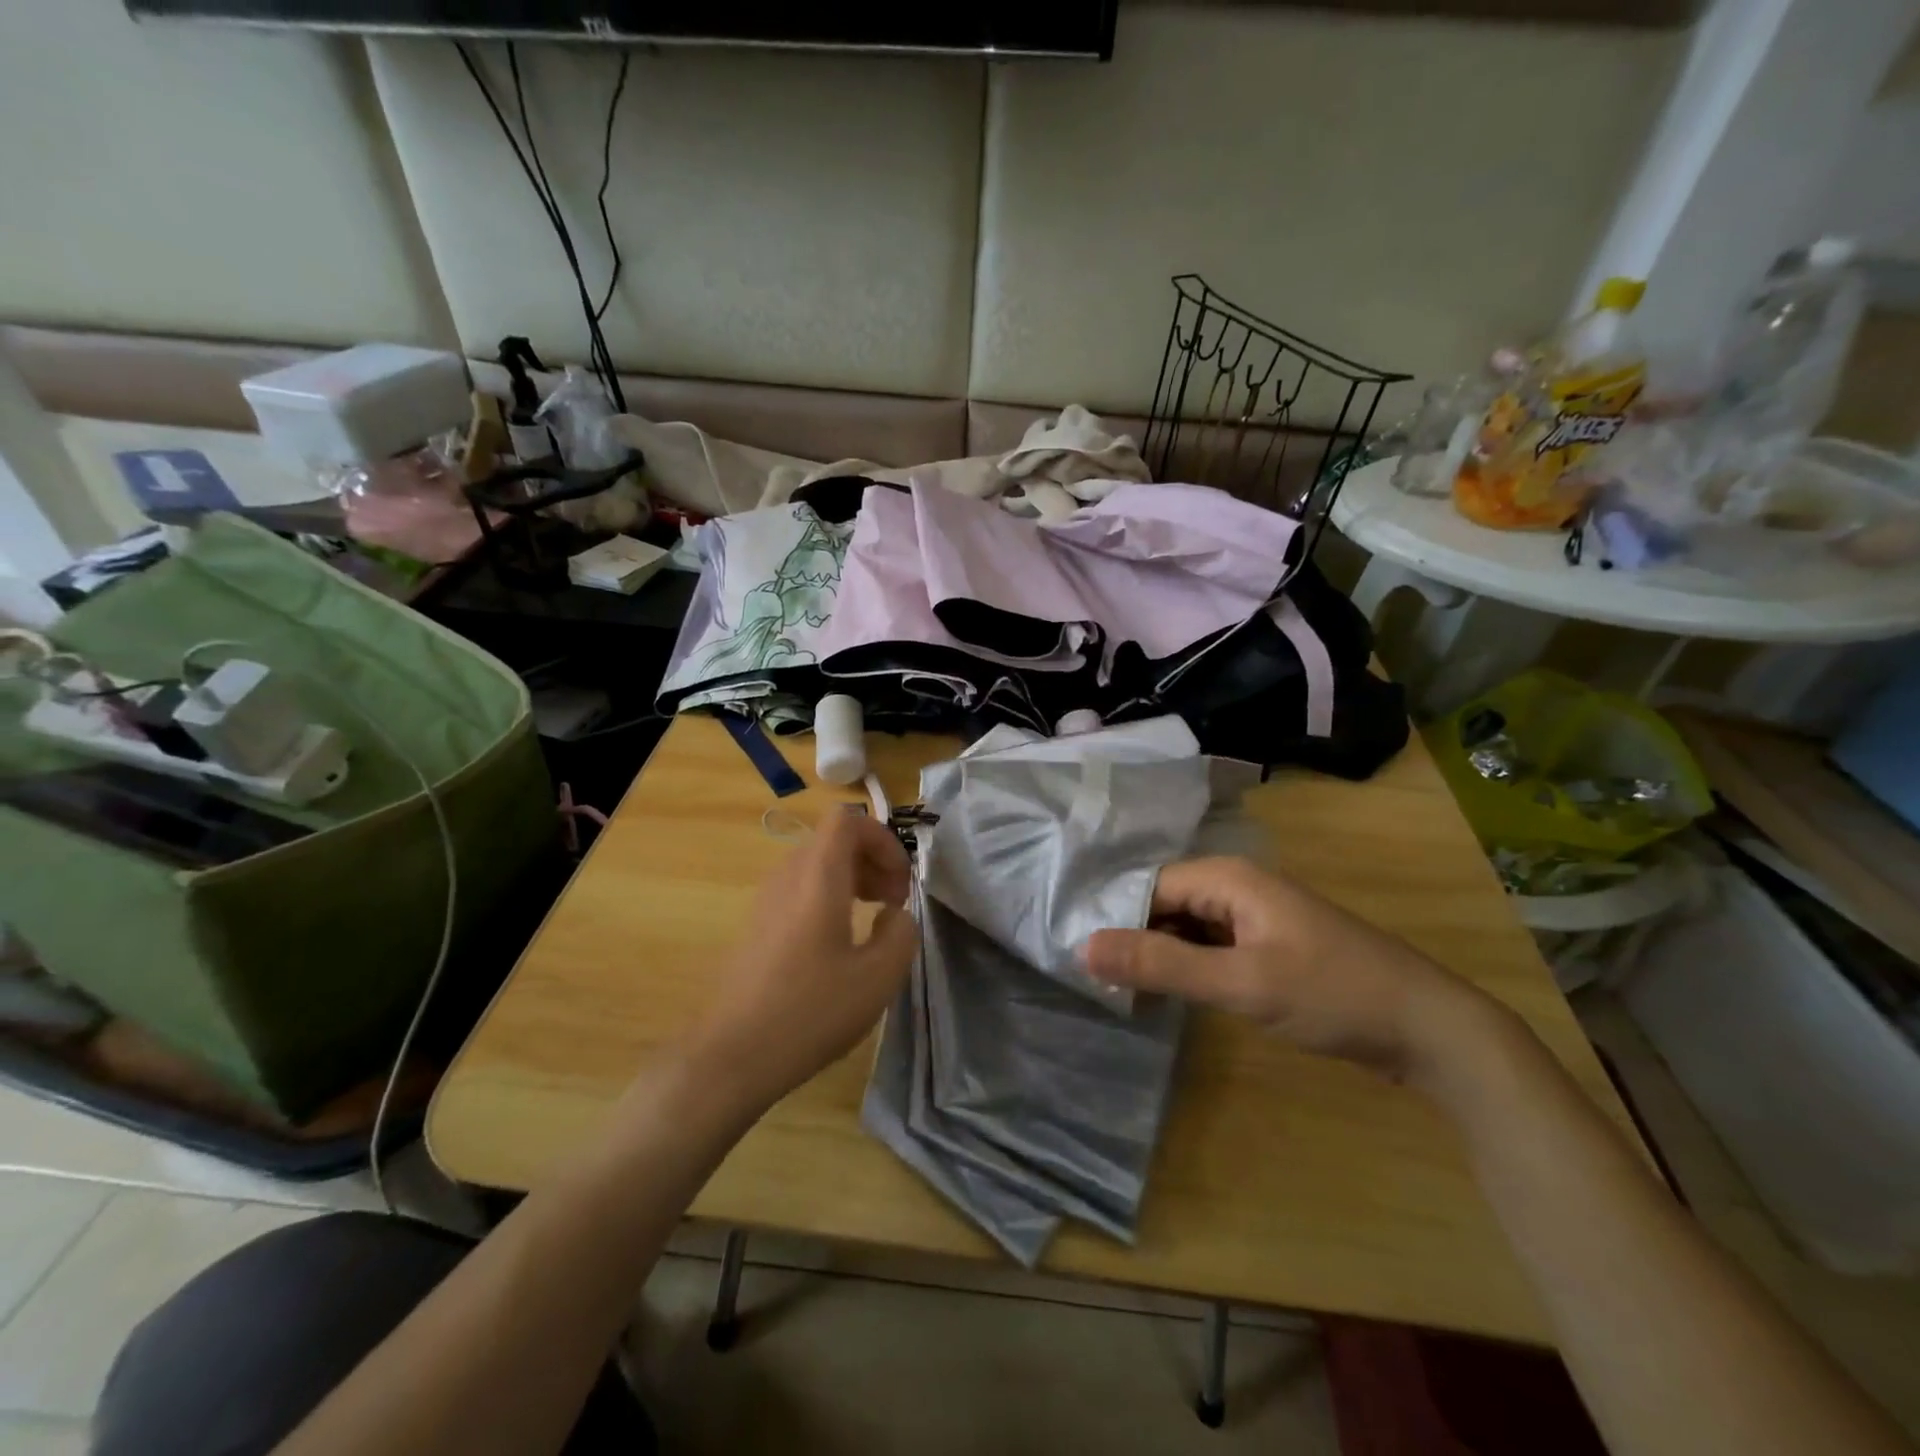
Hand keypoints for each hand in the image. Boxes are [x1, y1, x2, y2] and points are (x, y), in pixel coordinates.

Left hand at [686, 809, 916, 1110]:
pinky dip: (831, 897)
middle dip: (873, 860)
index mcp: (817, 877)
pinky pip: (801, 889)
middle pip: (834, 840)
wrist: (732, 1055)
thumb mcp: (878, 977)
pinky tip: (842, 943)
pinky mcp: (758, 925)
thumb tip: (894, 914)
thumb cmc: (810, 1012)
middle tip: (895, 902)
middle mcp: (788, 877)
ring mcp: (767, 900)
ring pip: (817, 865)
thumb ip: (902, 933)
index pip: (847, 819)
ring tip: (875, 920)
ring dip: (853, 879)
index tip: (901, 880)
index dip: (883, 838)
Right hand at [1083, 856, 1495, 1087]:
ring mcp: (1254, 917)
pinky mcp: (1268, 947)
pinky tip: (1168, 995)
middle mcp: (1236, 887)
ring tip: (1120, 993)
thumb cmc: (1333, 995)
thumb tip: (1082, 948)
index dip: (1114, 920)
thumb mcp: (1241, 983)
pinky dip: (1187, 967)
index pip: (1147, 887)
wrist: (1430, 1030)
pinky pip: (1211, 947)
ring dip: (1159, 955)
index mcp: (1227, 878)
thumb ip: (1162, 965)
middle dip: (1133, 938)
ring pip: (1186, 927)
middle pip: (1164, 904)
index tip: (1082, 960)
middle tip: (1097, 983)